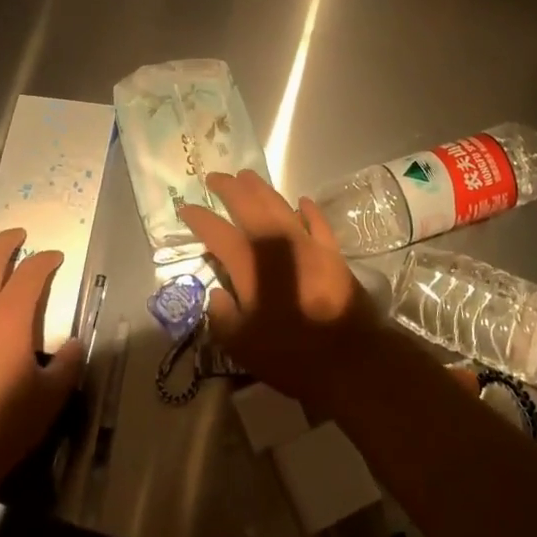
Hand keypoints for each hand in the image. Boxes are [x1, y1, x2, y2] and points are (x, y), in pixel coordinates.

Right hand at [176, 170, 383, 405]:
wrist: (350, 359)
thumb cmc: (290, 354)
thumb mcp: (241, 346)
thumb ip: (222, 317)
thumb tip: (217, 295)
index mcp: (250, 264)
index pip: (217, 233)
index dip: (199, 218)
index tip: (186, 208)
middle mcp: (277, 244)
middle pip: (249, 205)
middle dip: (229, 188)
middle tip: (215, 177)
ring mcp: (307, 244)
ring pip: (280, 205)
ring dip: (261, 189)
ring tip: (247, 177)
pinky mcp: (332, 252)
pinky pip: (317, 221)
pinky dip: (306, 209)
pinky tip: (300, 201)